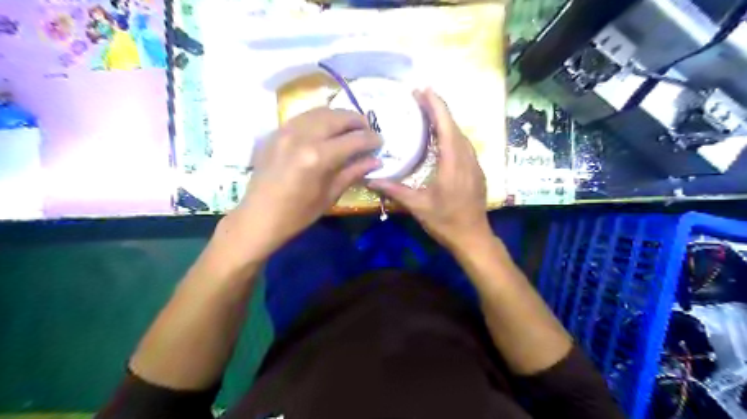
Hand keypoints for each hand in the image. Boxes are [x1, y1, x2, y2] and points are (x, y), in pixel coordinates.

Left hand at [227, 108, 381, 257]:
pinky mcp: (275, 133)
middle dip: (357, 121)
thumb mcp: (330, 195)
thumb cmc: (297, 214)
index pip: (353, 139)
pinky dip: (319, 118)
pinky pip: (303, 117)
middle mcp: (302, 137)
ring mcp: (285, 131)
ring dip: (339, 116)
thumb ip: (353, 172)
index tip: (381, 141)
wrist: (258, 217)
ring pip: (319, 112)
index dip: (371, 139)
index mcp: (318, 157)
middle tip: (368, 130)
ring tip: (350, 126)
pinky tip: (326, 129)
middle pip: (337, 117)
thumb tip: (375, 160)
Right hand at [366, 88, 490, 250]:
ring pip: (460, 135)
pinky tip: (441, 139)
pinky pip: (463, 145)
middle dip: (438, 109)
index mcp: (452, 162)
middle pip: (453, 126)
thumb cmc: (445, 221)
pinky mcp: (476, 171)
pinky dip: (451, 135)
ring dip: (445, 121)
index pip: (445, 125)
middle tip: (419, 98)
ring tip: (428, 114)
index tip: (422, 90)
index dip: (435, 105)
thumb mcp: (418, 206)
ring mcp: (474, 164)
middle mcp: (466, 158)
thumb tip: (369, 179)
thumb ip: (394, 190)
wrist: (473, 237)